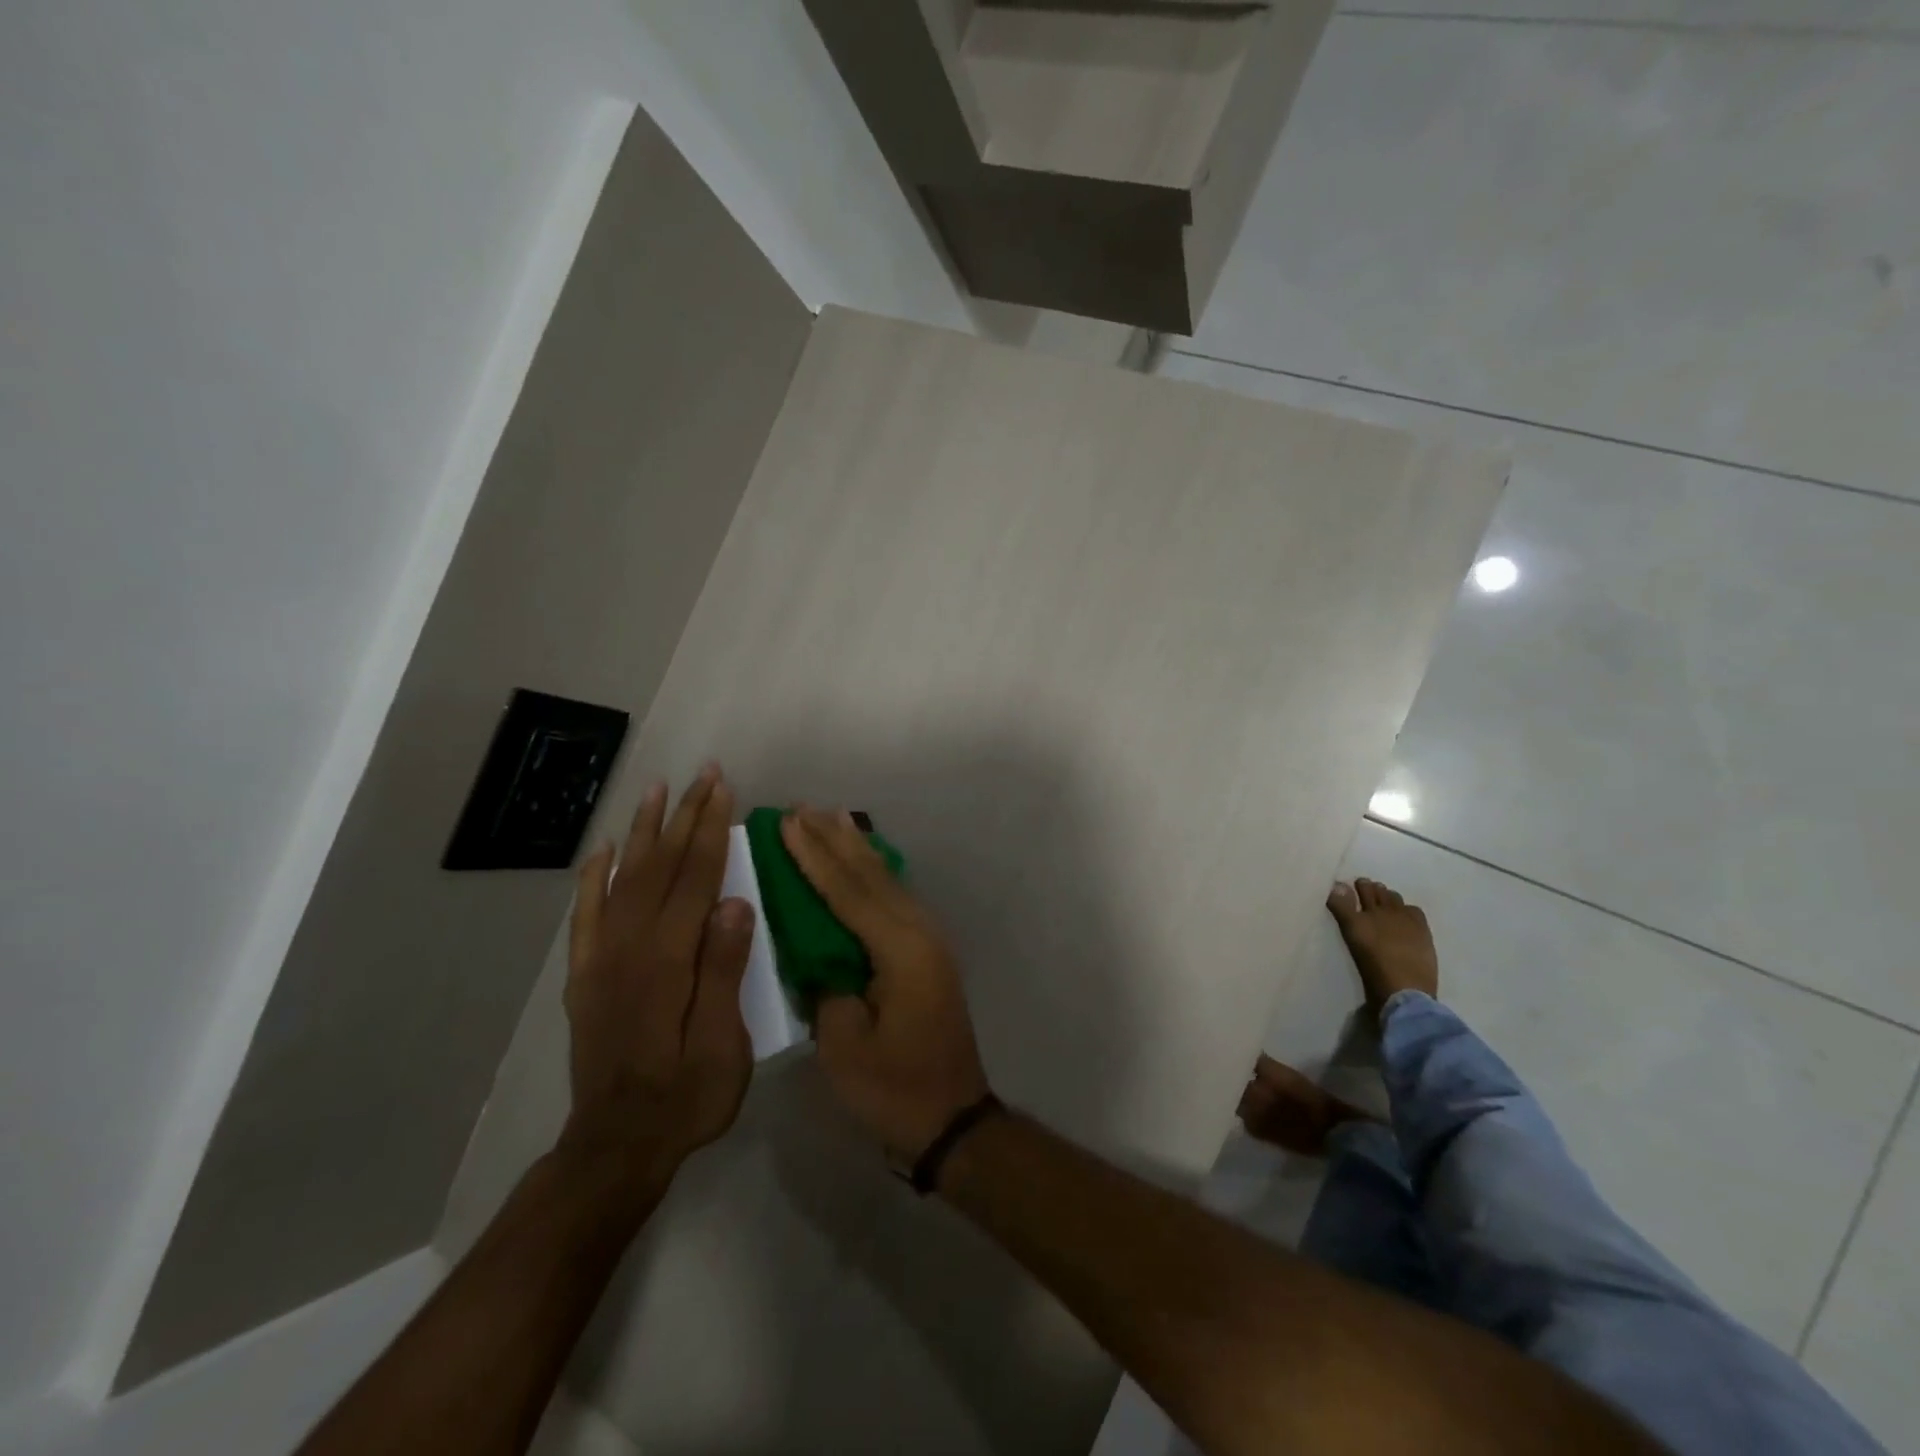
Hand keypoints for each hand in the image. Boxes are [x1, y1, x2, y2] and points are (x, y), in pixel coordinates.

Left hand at [560, 767, 754, 1198]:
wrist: (616, 1146)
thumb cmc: (686, 1097)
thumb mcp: (722, 1043)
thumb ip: (724, 971)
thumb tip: (735, 903)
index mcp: (669, 960)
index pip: (695, 879)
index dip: (710, 830)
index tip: (723, 788)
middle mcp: (630, 948)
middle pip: (661, 867)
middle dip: (684, 816)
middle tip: (702, 774)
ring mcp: (602, 960)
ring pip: (624, 879)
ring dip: (643, 832)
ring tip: (656, 791)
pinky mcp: (586, 977)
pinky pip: (586, 916)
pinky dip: (593, 879)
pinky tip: (604, 851)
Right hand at [781, 808, 990, 1160]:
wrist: (953, 1119)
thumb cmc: (895, 1090)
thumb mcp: (845, 1046)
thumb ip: (828, 988)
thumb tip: (819, 956)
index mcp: (901, 951)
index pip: (849, 893)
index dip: (815, 856)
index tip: (788, 823)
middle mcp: (920, 933)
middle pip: (871, 876)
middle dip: (834, 840)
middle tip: (803, 807)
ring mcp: (929, 942)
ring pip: (887, 882)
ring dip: (856, 850)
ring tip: (831, 817)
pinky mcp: (927, 955)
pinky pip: (895, 899)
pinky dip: (873, 875)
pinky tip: (862, 862)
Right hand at [1326, 877, 1438, 1016]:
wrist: (1405, 990)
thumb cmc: (1373, 971)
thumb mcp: (1352, 939)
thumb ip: (1342, 910)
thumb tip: (1336, 885)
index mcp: (1358, 918)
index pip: (1348, 894)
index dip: (1346, 889)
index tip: (1345, 887)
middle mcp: (1381, 912)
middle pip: (1373, 891)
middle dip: (1368, 887)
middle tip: (1364, 887)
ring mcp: (1404, 919)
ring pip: (1392, 897)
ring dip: (1386, 895)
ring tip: (1383, 901)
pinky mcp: (1421, 928)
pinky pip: (1413, 909)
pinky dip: (1405, 908)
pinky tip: (1404, 915)